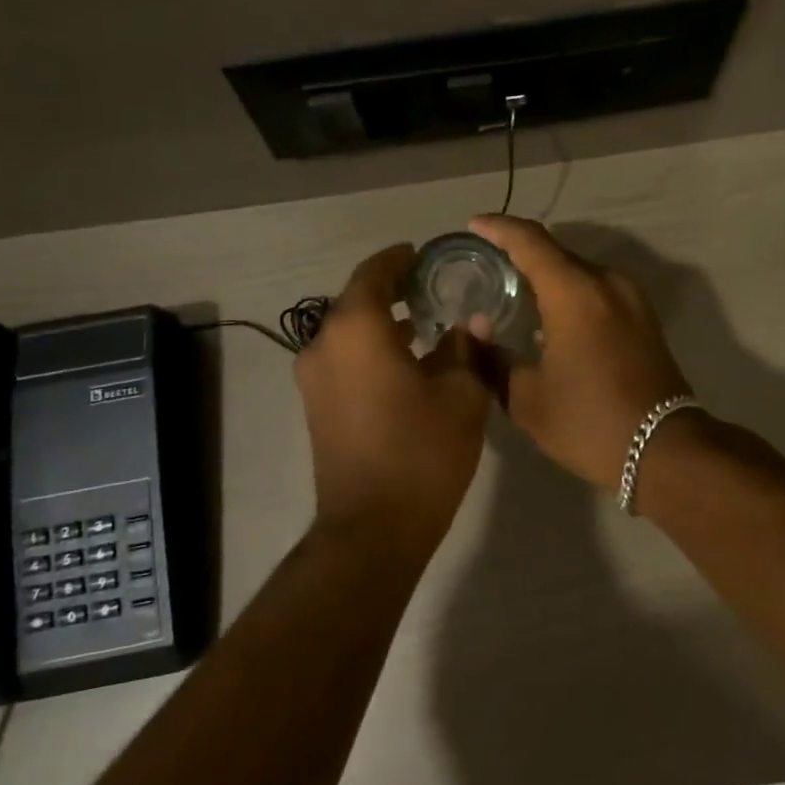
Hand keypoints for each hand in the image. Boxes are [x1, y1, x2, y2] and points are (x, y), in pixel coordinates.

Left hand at [295, 244, 492, 551]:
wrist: (372, 529)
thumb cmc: (422, 452)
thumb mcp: (461, 395)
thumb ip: (466, 349)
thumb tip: (470, 323)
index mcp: (356, 330)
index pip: (373, 273)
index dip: (399, 259)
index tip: (424, 255)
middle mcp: (324, 345)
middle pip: (356, 301)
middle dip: (392, 290)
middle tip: (433, 288)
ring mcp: (314, 379)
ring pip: (348, 332)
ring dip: (381, 322)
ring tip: (425, 322)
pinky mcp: (316, 407)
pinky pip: (343, 359)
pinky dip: (370, 349)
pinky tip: (406, 361)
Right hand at [467, 215, 690, 489]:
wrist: (665, 450)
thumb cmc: (589, 422)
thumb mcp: (527, 399)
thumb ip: (493, 359)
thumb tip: (475, 333)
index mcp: (575, 292)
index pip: (530, 241)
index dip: (498, 228)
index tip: (473, 225)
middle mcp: (606, 282)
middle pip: (556, 251)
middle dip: (519, 251)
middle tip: (485, 264)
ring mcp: (631, 298)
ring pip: (578, 270)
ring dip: (546, 273)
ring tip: (513, 289)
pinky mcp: (643, 316)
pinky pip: (597, 288)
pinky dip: (569, 290)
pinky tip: (549, 314)